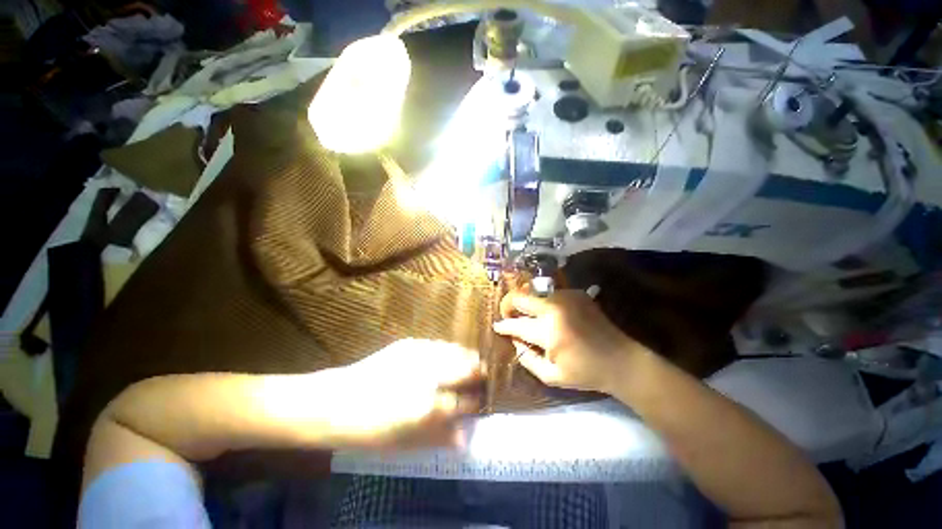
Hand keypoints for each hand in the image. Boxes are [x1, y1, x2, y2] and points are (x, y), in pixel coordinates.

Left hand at [311, 339, 483, 449]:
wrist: (337, 401)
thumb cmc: (370, 430)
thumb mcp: (404, 444)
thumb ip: (438, 439)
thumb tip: (464, 437)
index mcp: (429, 406)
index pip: (465, 401)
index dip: (476, 401)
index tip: (481, 402)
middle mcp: (429, 376)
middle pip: (466, 368)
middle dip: (478, 372)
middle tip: (483, 374)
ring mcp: (419, 355)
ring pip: (454, 351)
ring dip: (465, 356)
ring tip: (473, 359)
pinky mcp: (408, 344)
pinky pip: (436, 344)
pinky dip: (446, 349)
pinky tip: (448, 351)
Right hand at [492, 289, 639, 393]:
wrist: (622, 360)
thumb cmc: (586, 372)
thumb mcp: (551, 376)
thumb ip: (527, 358)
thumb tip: (515, 341)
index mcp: (549, 330)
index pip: (516, 323)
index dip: (504, 325)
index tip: (497, 326)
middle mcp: (555, 307)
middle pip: (520, 296)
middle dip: (509, 305)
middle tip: (508, 315)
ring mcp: (567, 297)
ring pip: (534, 293)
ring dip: (527, 303)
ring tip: (528, 315)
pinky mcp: (577, 293)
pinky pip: (550, 294)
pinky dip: (543, 302)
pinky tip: (548, 314)